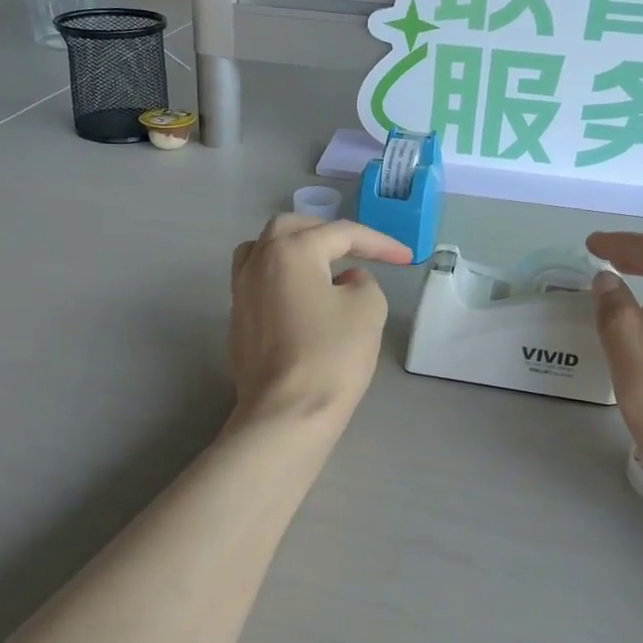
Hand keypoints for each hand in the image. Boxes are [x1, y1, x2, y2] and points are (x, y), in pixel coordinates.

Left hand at [228, 216, 411, 431]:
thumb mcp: (368, 309)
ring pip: (264, 251)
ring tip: (322, 267)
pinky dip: (282, 278)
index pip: (341, 233)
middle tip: (357, 250)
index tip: (406, 258)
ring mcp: (240, 292)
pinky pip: (258, 282)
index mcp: (290, 250)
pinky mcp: (237, 321)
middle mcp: (258, 262)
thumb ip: (363, 281)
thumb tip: (345, 281)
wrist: (286, 414)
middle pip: (292, 229)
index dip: (379, 243)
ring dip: (295, 250)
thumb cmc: (331, 356)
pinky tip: (303, 299)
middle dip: (328, 234)